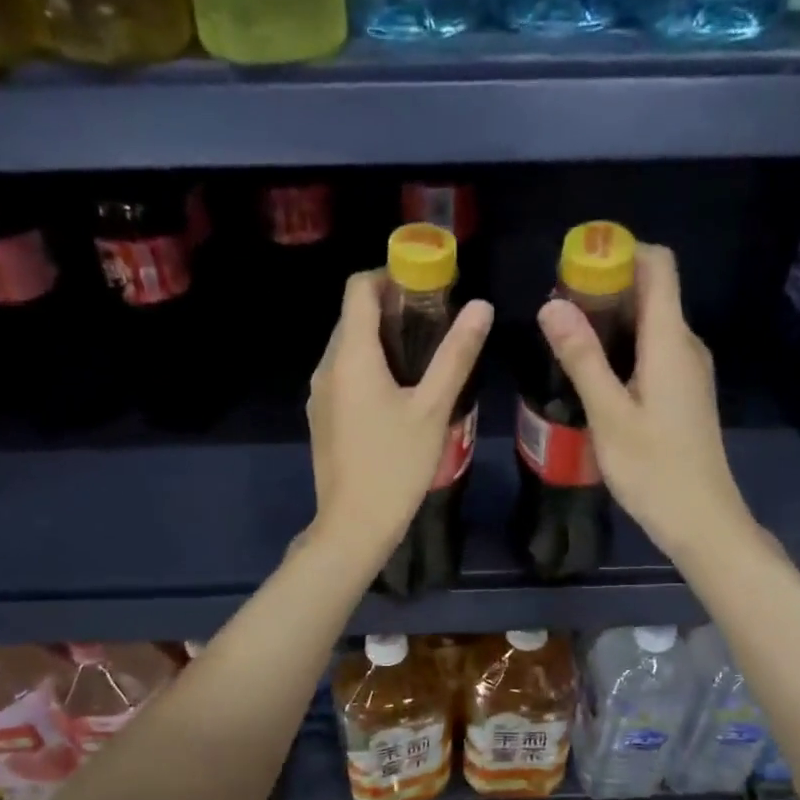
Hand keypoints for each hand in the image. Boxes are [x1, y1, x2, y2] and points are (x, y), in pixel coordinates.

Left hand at [307, 271, 493, 568]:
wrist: (354, 524)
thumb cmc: (396, 465)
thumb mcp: (434, 408)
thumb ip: (456, 354)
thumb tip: (480, 307)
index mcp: (351, 356)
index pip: (358, 289)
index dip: (389, 275)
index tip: (425, 284)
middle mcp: (326, 367)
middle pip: (353, 317)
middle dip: (390, 308)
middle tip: (434, 321)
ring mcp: (319, 394)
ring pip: (348, 348)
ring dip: (381, 340)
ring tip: (423, 356)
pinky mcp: (321, 417)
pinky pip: (344, 375)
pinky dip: (369, 367)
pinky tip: (399, 392)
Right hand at [535, 243, 751, 561]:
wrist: (701, 520)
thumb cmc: (654, 469)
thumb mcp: (609, 414)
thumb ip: (582, 357)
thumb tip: (552, 304)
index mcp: (671, 342)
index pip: (659, 266)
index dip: (622, 251)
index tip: (577, 262)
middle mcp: (686, 345)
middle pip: (652, 290)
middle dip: (605, 285)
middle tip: (555, 306)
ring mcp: (687, 370)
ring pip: (650, 322)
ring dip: (610, 318)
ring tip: (563, 337)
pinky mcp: (682, 392)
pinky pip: (652, 349)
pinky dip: (621, 345)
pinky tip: (591, 371)